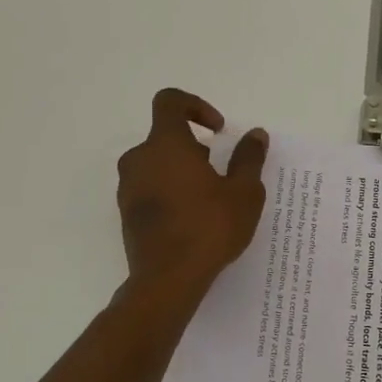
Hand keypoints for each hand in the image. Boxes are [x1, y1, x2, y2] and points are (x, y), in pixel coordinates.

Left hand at [117, 89, 268, 293]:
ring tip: (209, 199)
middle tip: (220, 172)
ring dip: (182, 171)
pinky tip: (192, 219)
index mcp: (166, 144)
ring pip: (157, 164)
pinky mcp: (126, 213)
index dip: (196, 106)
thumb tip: (255, 134)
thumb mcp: (243, 193)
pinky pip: (149, 188)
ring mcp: (128, 187)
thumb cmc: (209, 228)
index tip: (218, 131)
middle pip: (165, 137)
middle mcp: (139, 159)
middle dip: (194, 147)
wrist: (167, 279)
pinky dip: (170, 192)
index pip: (170, 102)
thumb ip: (249, 158)